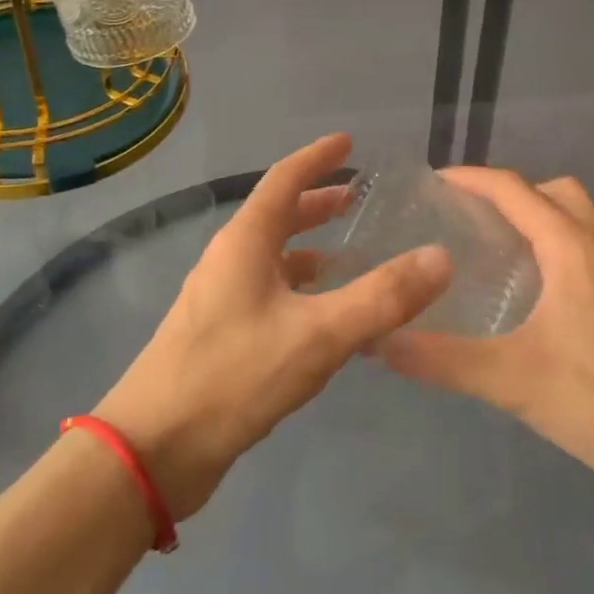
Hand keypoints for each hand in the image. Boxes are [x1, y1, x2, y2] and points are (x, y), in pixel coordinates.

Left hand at [94, 134, 452, 518]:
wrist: (152, 450)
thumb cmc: (233, 376)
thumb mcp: (319, 334)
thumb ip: (382, 297)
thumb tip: (441, 257)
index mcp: (246, 241)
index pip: (285, 179)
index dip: (318, 157)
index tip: (348, 143)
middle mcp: (229, 259)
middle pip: (277, 215)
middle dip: (317, 203)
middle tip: (356, 198)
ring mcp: (220, 299)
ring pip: (273, 257)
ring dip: (309, 248)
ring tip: (349, 255)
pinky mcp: (219, 335)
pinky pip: (268, 293)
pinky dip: (300, 289)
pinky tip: (323, 316)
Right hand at [378, 168, 593, 497]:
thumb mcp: (512, 381)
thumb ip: (444, 360)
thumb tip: (382, 342)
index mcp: (570, 247)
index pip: (513, 189)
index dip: (471, 179)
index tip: (433, 183)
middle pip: (551, 190)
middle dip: (508, 193)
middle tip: (468, 220)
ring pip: (577, 214)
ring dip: (538, 215)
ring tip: (498, 250)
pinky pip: (589, 242)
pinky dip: (558, 241)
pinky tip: (539, 291)